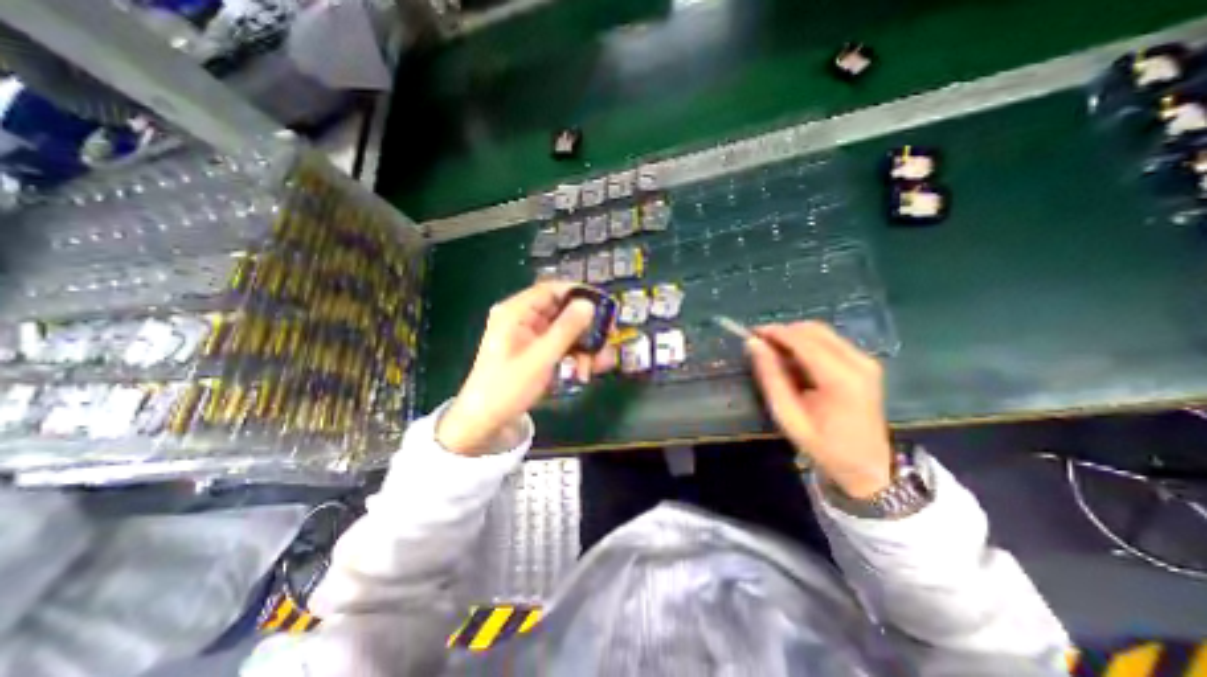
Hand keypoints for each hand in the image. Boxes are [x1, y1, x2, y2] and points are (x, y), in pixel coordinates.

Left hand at [439, 280, 617, 455]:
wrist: (484, 421)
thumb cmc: (507, 387)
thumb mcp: (540, 357)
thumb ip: (566, 329)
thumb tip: (589, 304)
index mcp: (515, 312)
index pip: (550, 290)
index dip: (578, 293)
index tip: (603, 304)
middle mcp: (522, 319)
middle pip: (561, 311)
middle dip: (584, 327)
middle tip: (607, 337)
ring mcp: (528, 336)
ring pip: (564, 330)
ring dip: (582, 346)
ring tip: (594, 366)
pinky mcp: (534, 351)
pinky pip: (559, 346)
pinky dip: (573, 356)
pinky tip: (585, 371)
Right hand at [751, 320, 889, 499]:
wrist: (866, 468)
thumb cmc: (822, 445)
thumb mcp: (787, 414)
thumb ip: (770, 376)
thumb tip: (753, 343)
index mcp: (840, 378)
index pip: (802, 340)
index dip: (774, 332)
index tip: (750, 333)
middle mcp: (858, 362)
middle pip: (814, 330)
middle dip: (784, 332)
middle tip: (760, 344)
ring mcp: (866, 361)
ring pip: (822, 332)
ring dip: (795, 337)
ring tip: (774, 353)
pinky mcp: (865, 364)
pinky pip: (830, 341)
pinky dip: (808, 344)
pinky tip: (794, 360)